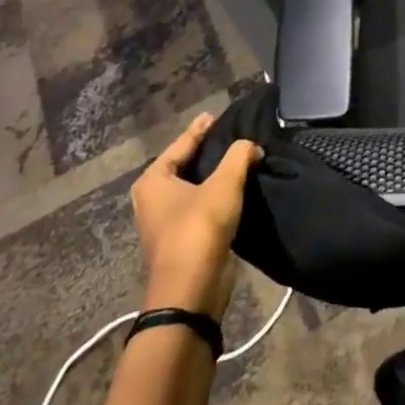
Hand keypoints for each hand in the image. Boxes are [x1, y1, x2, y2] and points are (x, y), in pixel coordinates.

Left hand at [130, 112, 262, 319]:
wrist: (191, 289)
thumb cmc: (199, 228)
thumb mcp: (224, 184)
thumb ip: (240, 156)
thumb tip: (251, 146)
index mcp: (153, 181)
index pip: (181, 145)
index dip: (200, 129)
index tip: (215, 115)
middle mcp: (153, 199)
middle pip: (184, 165)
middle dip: (206, 151)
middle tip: (230, 134)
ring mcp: (165, 221)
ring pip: (193, 187)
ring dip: (213, 175)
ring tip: (238, 159)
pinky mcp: (182, 239)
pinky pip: (201, 206)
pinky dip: (216, 195)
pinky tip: (236, 189)